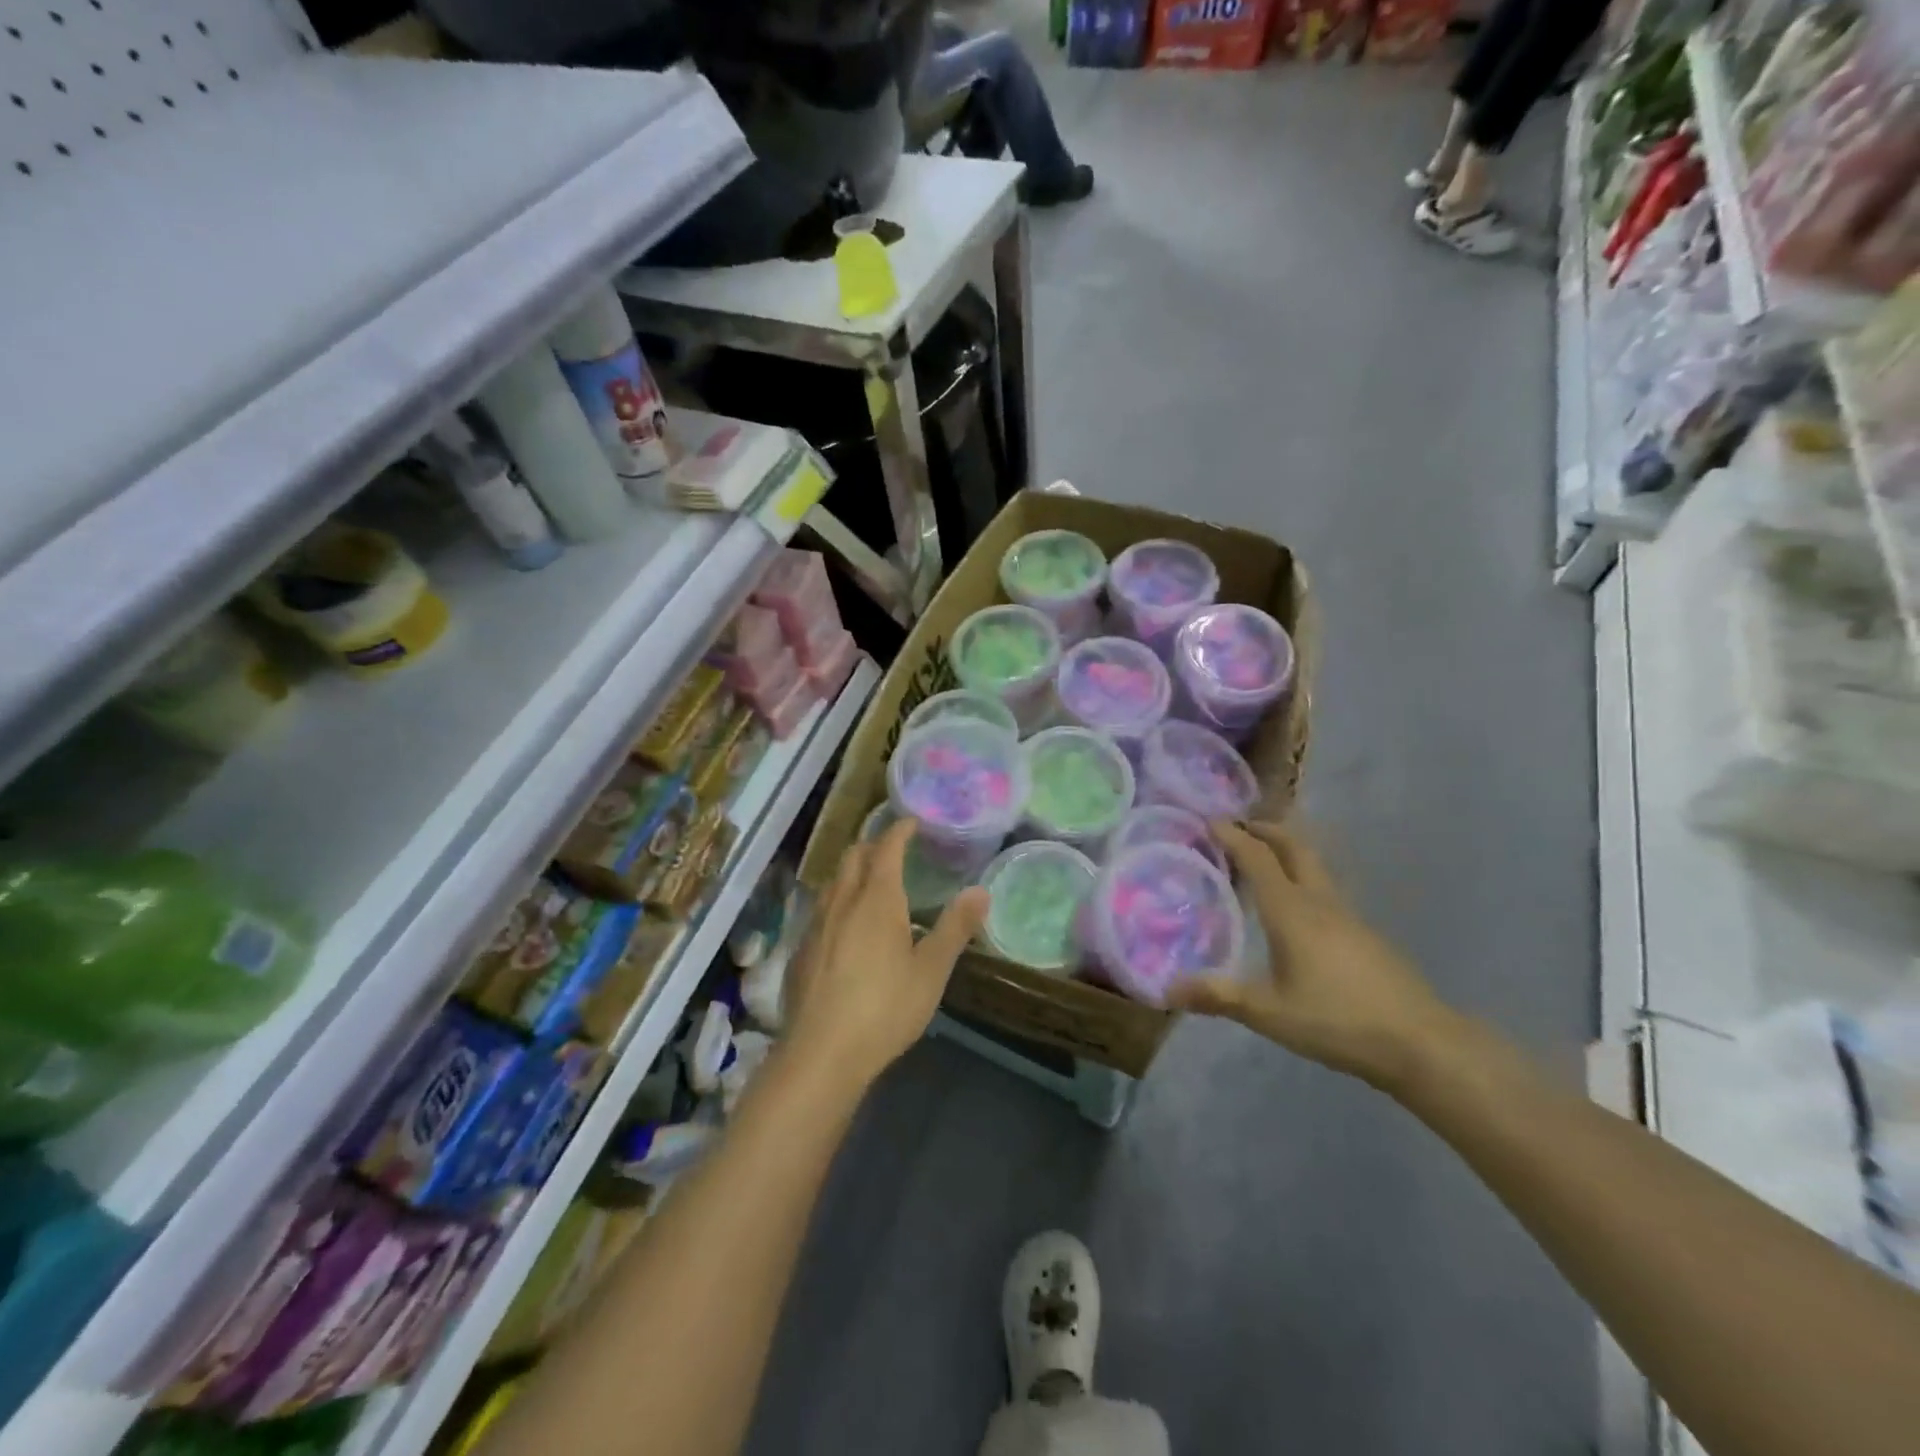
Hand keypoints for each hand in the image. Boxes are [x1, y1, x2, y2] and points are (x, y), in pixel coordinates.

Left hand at [784, 818, 988, 1094]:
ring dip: (851, 872)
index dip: (899, 831)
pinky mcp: (799, 951)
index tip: (911, 822)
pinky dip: (837, 902)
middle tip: (893, 851)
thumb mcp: (930, 971)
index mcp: (877, 900)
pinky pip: (819, 910)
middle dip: (872, 845)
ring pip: (832, 882)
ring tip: (870, 884)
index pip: (886, 849)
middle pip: (852, 857)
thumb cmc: (885, 1009)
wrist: (821, 1053)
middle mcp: (842, 902)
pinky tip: (845, 928)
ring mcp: (815, 925)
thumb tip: (981, 891)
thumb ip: (955, 928)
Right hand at [1168, 821, 1457, 1090]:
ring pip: (1314, 868)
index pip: (1258, 859)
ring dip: (1287, 852)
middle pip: (1294, 849)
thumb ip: (1219, 997)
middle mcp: (1320, 903)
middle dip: (1266, 830)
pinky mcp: (1365, 935)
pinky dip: (1302, 879)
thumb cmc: (1338, 1020)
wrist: (1422, 1043)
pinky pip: (1325, 891)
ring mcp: (1348, 917)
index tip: (1210, 820)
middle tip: (1240, 825)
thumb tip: (1167, 988)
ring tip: (1263, 860)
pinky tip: (1296, 909)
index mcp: (1292, 911)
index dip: (1234, 837)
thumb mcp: (1269, 1013)